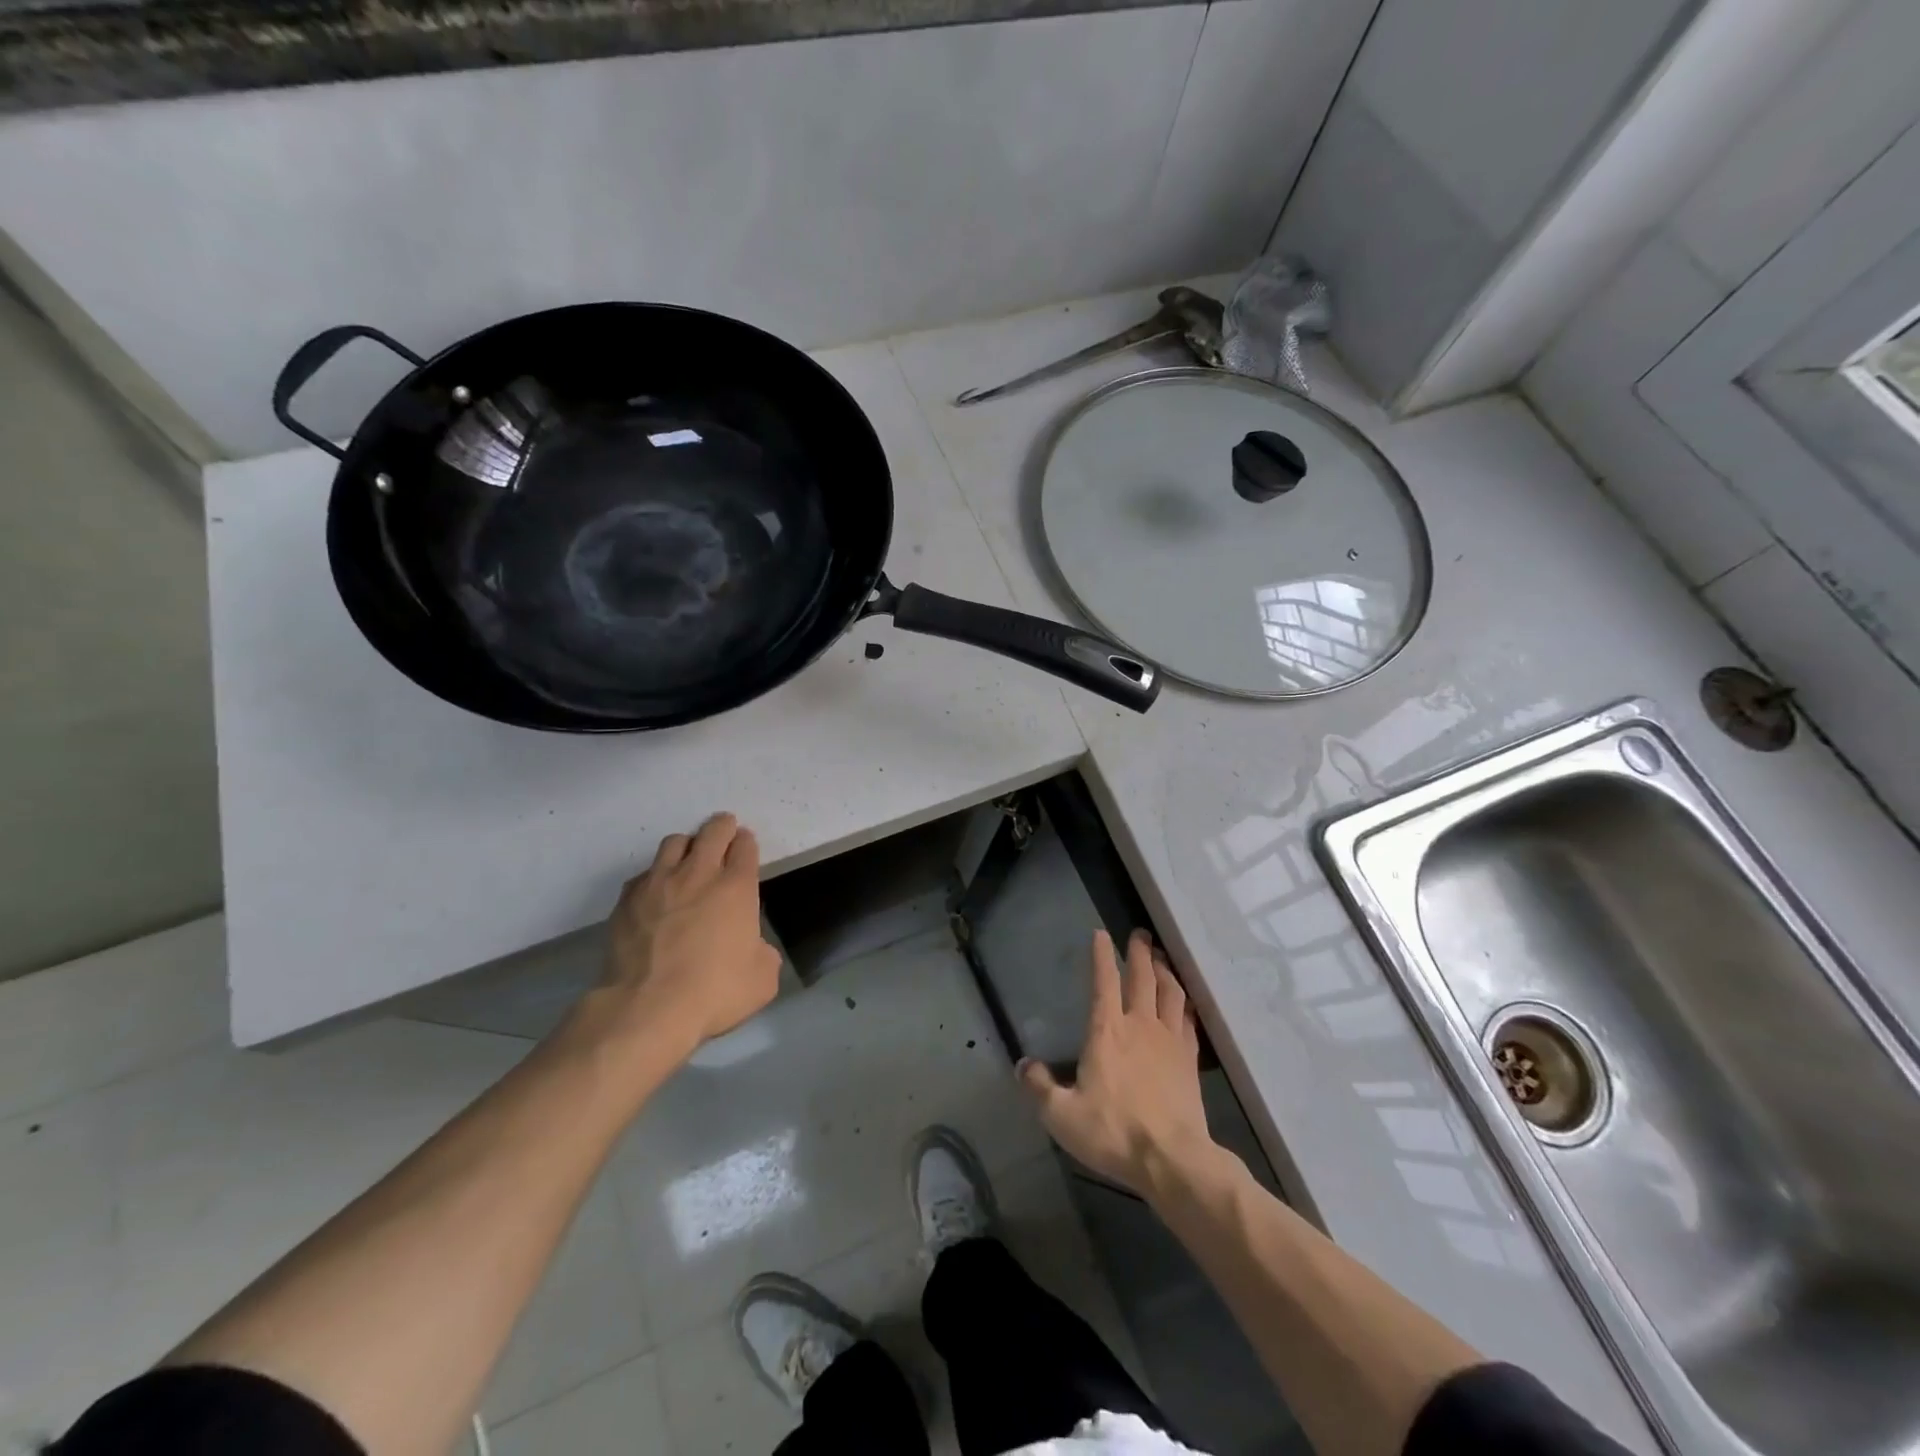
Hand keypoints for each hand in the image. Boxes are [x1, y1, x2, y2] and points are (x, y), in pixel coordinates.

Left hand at [598, 813, 781, 1055]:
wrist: (647, 1009)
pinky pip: (644, 873)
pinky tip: (656, 894)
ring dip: (687, 845)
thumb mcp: (762, 979)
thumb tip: (753, 948)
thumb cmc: (714, 992)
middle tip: (724, 832)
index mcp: (736, 887)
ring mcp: (658, 883)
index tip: (745, 846)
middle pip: (713, 831)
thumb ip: (763, 953)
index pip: (745, 846)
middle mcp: (698, 874)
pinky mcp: (627, 900)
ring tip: (688, 859)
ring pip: (674, 842)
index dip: (746, 842)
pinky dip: (655, 876)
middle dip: (722, 827)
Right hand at [1018, 929, 1214, 1198]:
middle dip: (1139, 952)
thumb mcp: (1061, 1115)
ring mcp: (1169, 1040)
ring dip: (1164, 971)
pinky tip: (1183, 1001)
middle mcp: (1140, 1025)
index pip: (1104, 982)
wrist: (1172, 1159)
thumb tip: (1022, 1066)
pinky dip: (1184, 1003)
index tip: (1100, 934)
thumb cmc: (1113, 1132)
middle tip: (1140, 933)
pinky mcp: (1189, 1060)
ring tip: (1161, 959)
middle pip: (1142, 978)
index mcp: (1107, 1031)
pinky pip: (1188, 1019)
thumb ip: (1039, 1087)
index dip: (1101, 956)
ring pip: (1170, 993)